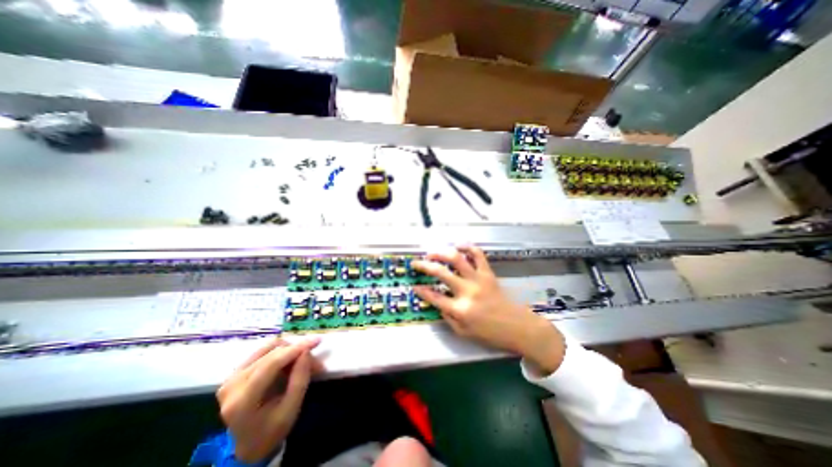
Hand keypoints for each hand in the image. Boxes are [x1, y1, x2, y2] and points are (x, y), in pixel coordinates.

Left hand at [215, 337, 321, 460]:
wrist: (248, 445)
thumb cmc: (271, 431)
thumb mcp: (290, 411)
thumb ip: (299, 380)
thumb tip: (306, 351)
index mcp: (242, 401)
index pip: (272, 364)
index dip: (296, 349)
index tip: (317, 341)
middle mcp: (232, 384)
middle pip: (272, 353)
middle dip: (297, 352)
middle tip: (315, 362)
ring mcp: (231, 377)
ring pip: (268, 348)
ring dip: (290, 350)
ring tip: (302, 362)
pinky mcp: (236, 372)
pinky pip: (263, 351)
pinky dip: (281, 352)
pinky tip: (289, 361)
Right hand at [411, 247, 564, 374]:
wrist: (518, 327)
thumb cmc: (490, 334)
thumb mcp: (464, 333)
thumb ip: (448, 317)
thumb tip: (438, 303)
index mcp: (459, 309)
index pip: (434, 297)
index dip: (421, 291)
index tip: (415, 286)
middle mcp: (467, 291)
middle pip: (440, 273)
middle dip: (424, 265)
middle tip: (416, 262)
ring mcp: (478, 280)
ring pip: (457, 259)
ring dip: (441, 253)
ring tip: (433, 253)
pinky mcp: (488, 273)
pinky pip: (478, 255)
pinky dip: (468, 247)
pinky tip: (459, 245)